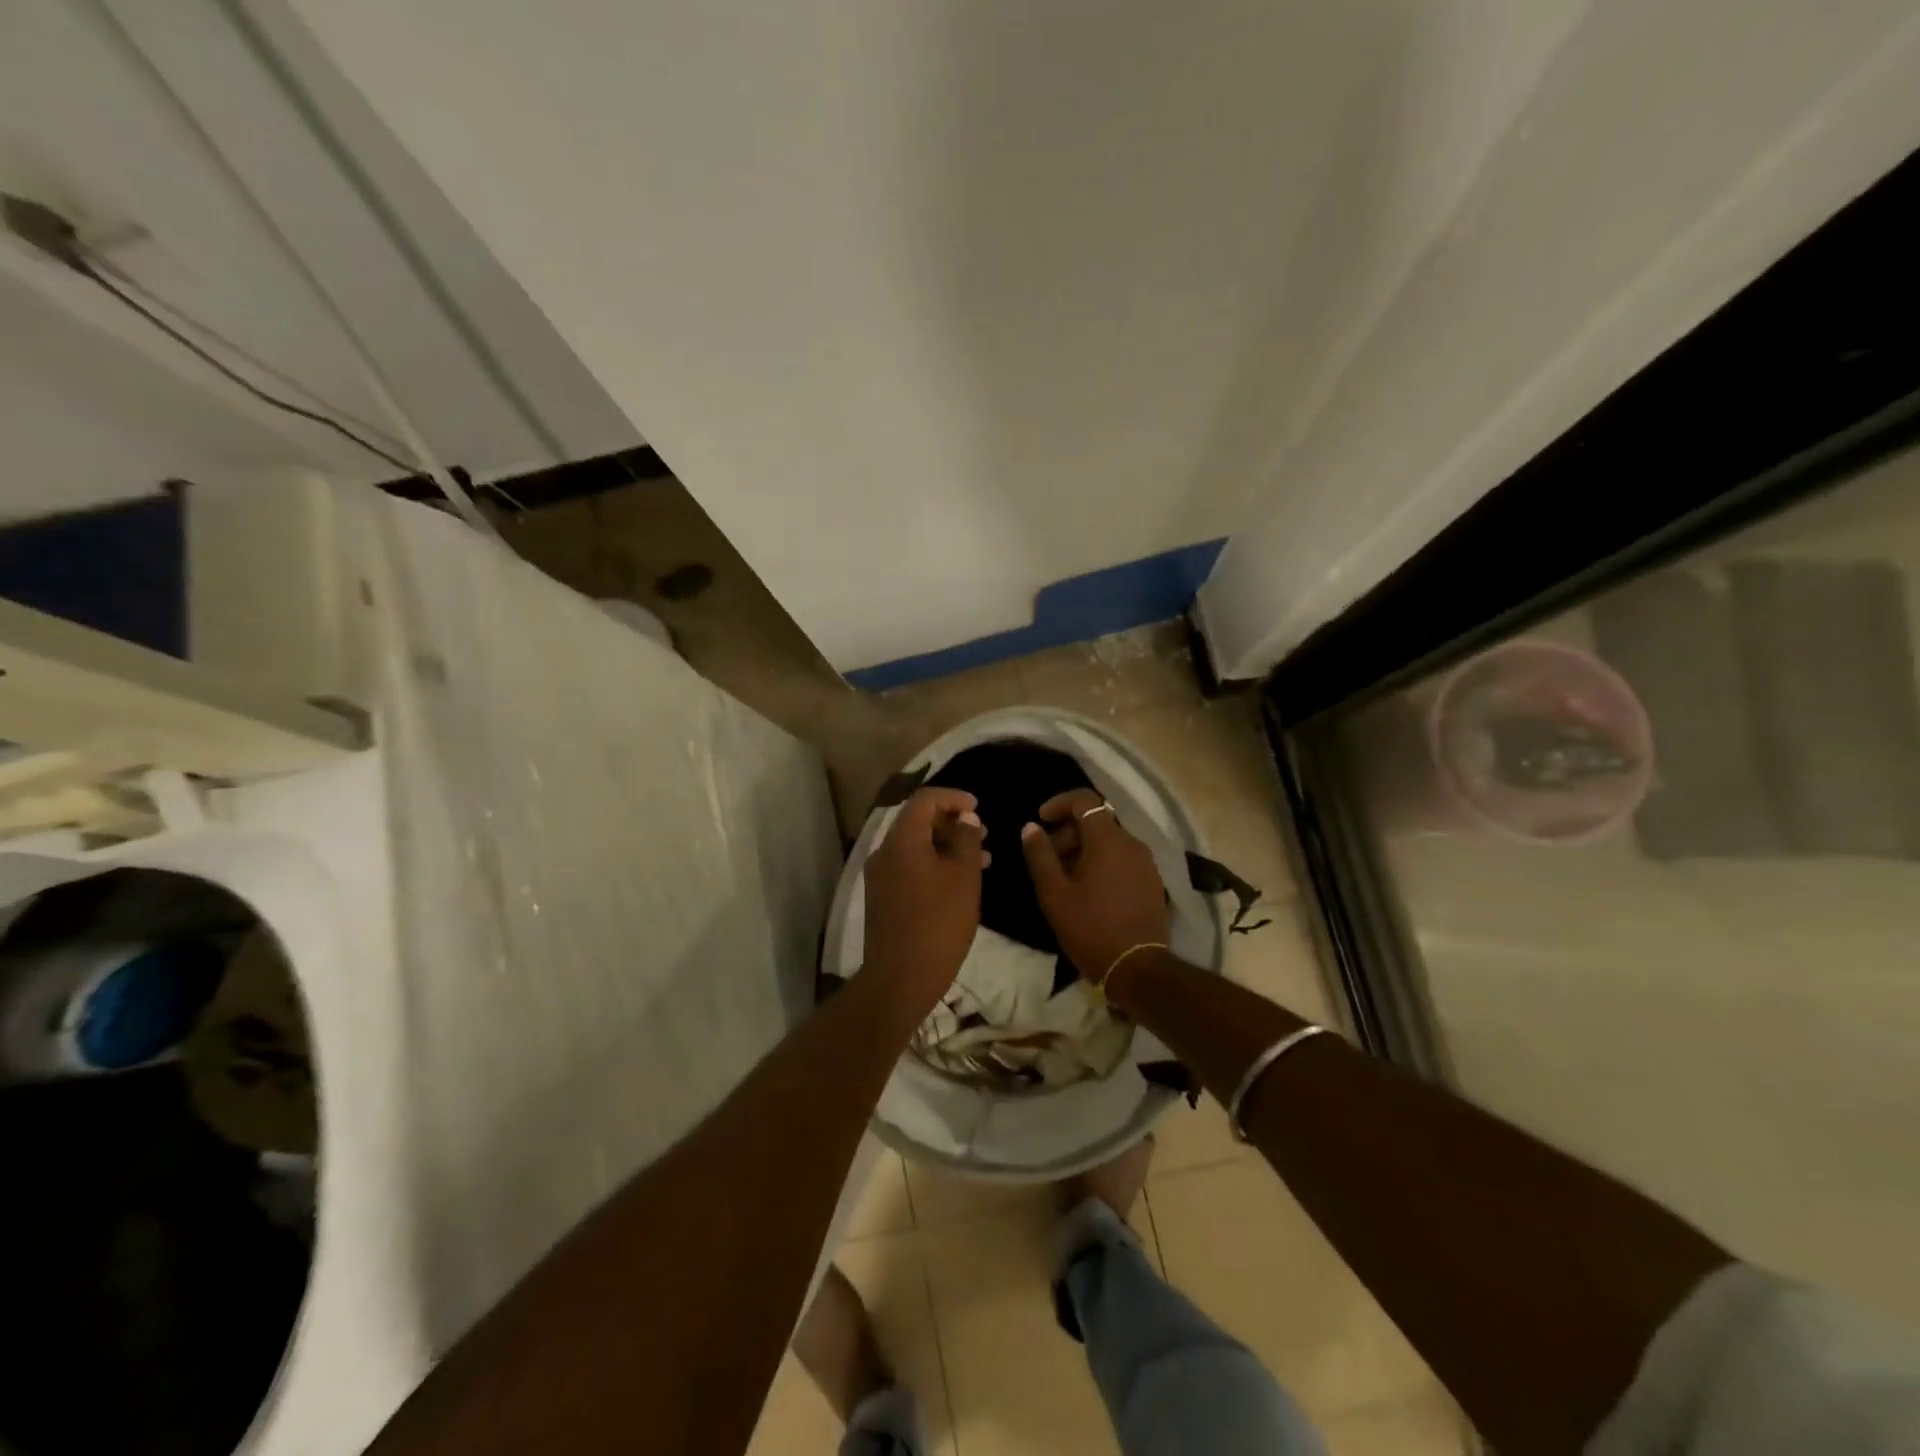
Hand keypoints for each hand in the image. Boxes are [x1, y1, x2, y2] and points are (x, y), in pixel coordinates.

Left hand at [862, 787, 987, 1016]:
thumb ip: (966, 839)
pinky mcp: (882, 898)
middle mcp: (884, 852)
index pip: (925, 800)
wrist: (900, 978)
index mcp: (902, 840)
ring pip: (915, 847)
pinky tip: (958, 883)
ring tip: (981, 859)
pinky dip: (934, 864)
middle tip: (983, 834)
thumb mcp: (964, 877)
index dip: (953, 797)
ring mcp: (880, 876)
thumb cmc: (939, 922)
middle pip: (917, 822)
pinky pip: (910, 867)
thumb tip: (965, 818)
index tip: (978, 807)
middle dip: (952, 823)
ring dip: (946, 846)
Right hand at [1021, 788, 1169, 994]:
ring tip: (1064, 877)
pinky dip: (1102, 862)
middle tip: (1047, 857)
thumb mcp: (1054, 893)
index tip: (1041, 819)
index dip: (1059, 803)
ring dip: (1084, 848)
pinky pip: (1122, 858)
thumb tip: (1031, 827)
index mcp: (1108, 840)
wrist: (1138, 968)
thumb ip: (1040, 855)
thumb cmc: (1090, 928)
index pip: (1085, 800)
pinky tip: (1088, 889)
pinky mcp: (1152, 881)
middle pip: (1097, 821)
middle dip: (1068, 831)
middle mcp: (1132, 843)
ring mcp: (1146, 863)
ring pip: (1110, 841)